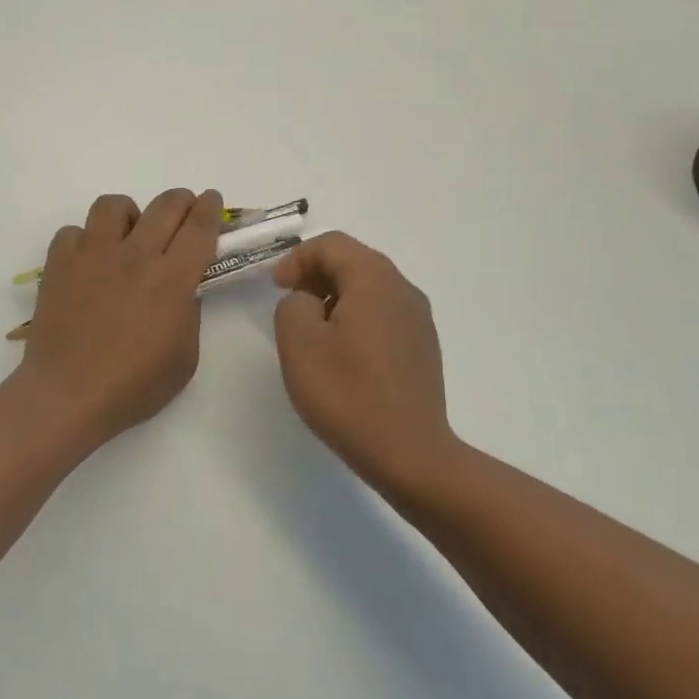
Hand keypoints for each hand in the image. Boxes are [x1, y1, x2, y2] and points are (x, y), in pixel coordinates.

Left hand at [18, 189, 222, 444]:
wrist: (68, 395)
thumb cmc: (133, 386)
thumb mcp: (184, 358)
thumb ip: (189, 314)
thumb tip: (182, 288)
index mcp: (172, 279)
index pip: (199, 227)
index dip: (210, 208)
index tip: (212, 199)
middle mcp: (135, 255)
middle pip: (165, 205)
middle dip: (181, 200)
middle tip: (182, 210)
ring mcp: (93, 255)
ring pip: (113, 205)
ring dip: (129, 214)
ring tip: (128, 236)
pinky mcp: (59, 263)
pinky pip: (73, 231)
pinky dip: (84, 240)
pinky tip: (88, 262)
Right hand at [272, 232, 458, 489]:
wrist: (410, 454)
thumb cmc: (348, 395)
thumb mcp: (299, 344)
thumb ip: (293, 304)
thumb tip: (308, 301)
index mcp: (375, 279)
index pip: (332, 245)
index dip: (297, 259)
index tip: (275, 287)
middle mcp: (403, 289)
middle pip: (354, 261)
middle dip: (315, 274)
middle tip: (288, 301)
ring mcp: (419, 318)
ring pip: (370, 288)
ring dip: (335, 296)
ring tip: (312, 329)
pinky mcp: (423, 346)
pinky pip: (383, 313)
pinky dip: (357, 317)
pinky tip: (343, 353)